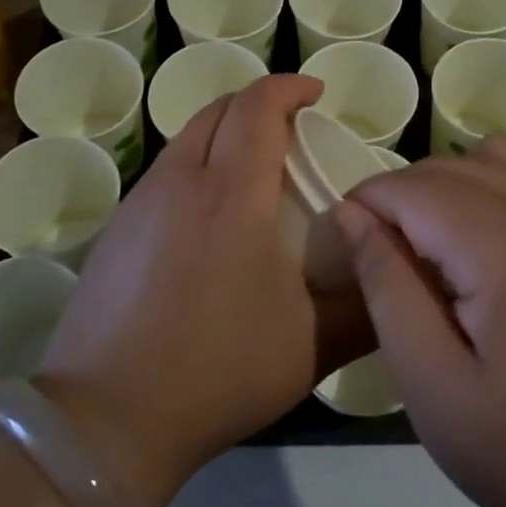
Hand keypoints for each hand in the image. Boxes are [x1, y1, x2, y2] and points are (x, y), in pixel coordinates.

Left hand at [35, 75, 369, 506]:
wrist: (107, 418)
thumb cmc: (218, 371)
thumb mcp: (312, 347)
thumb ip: (367, 307)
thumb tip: (398, 274)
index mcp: (231, 193)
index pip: (257, 107)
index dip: (288, 88)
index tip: (316, 94)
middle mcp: (179, 182)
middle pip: (217, 110)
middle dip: (258, 104)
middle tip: (292, 130)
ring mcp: (139, 204)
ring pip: (186, 140)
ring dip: (224, 135)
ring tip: (255, 172)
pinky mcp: (115, 231)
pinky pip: (164, 174)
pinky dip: (196, 168)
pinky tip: (210, 220)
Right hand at [331, 136, 505, 506]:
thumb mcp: (429, 380)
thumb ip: (385, 284)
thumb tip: (348, 213)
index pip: (415, 188)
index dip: (367, 202)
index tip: (341, 243)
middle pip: (450, 166)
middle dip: (399, 196)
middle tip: (377, 256)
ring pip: (491, 157)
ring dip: (445, 184)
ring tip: (429, 244)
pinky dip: (492, 182)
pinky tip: (480, 236)